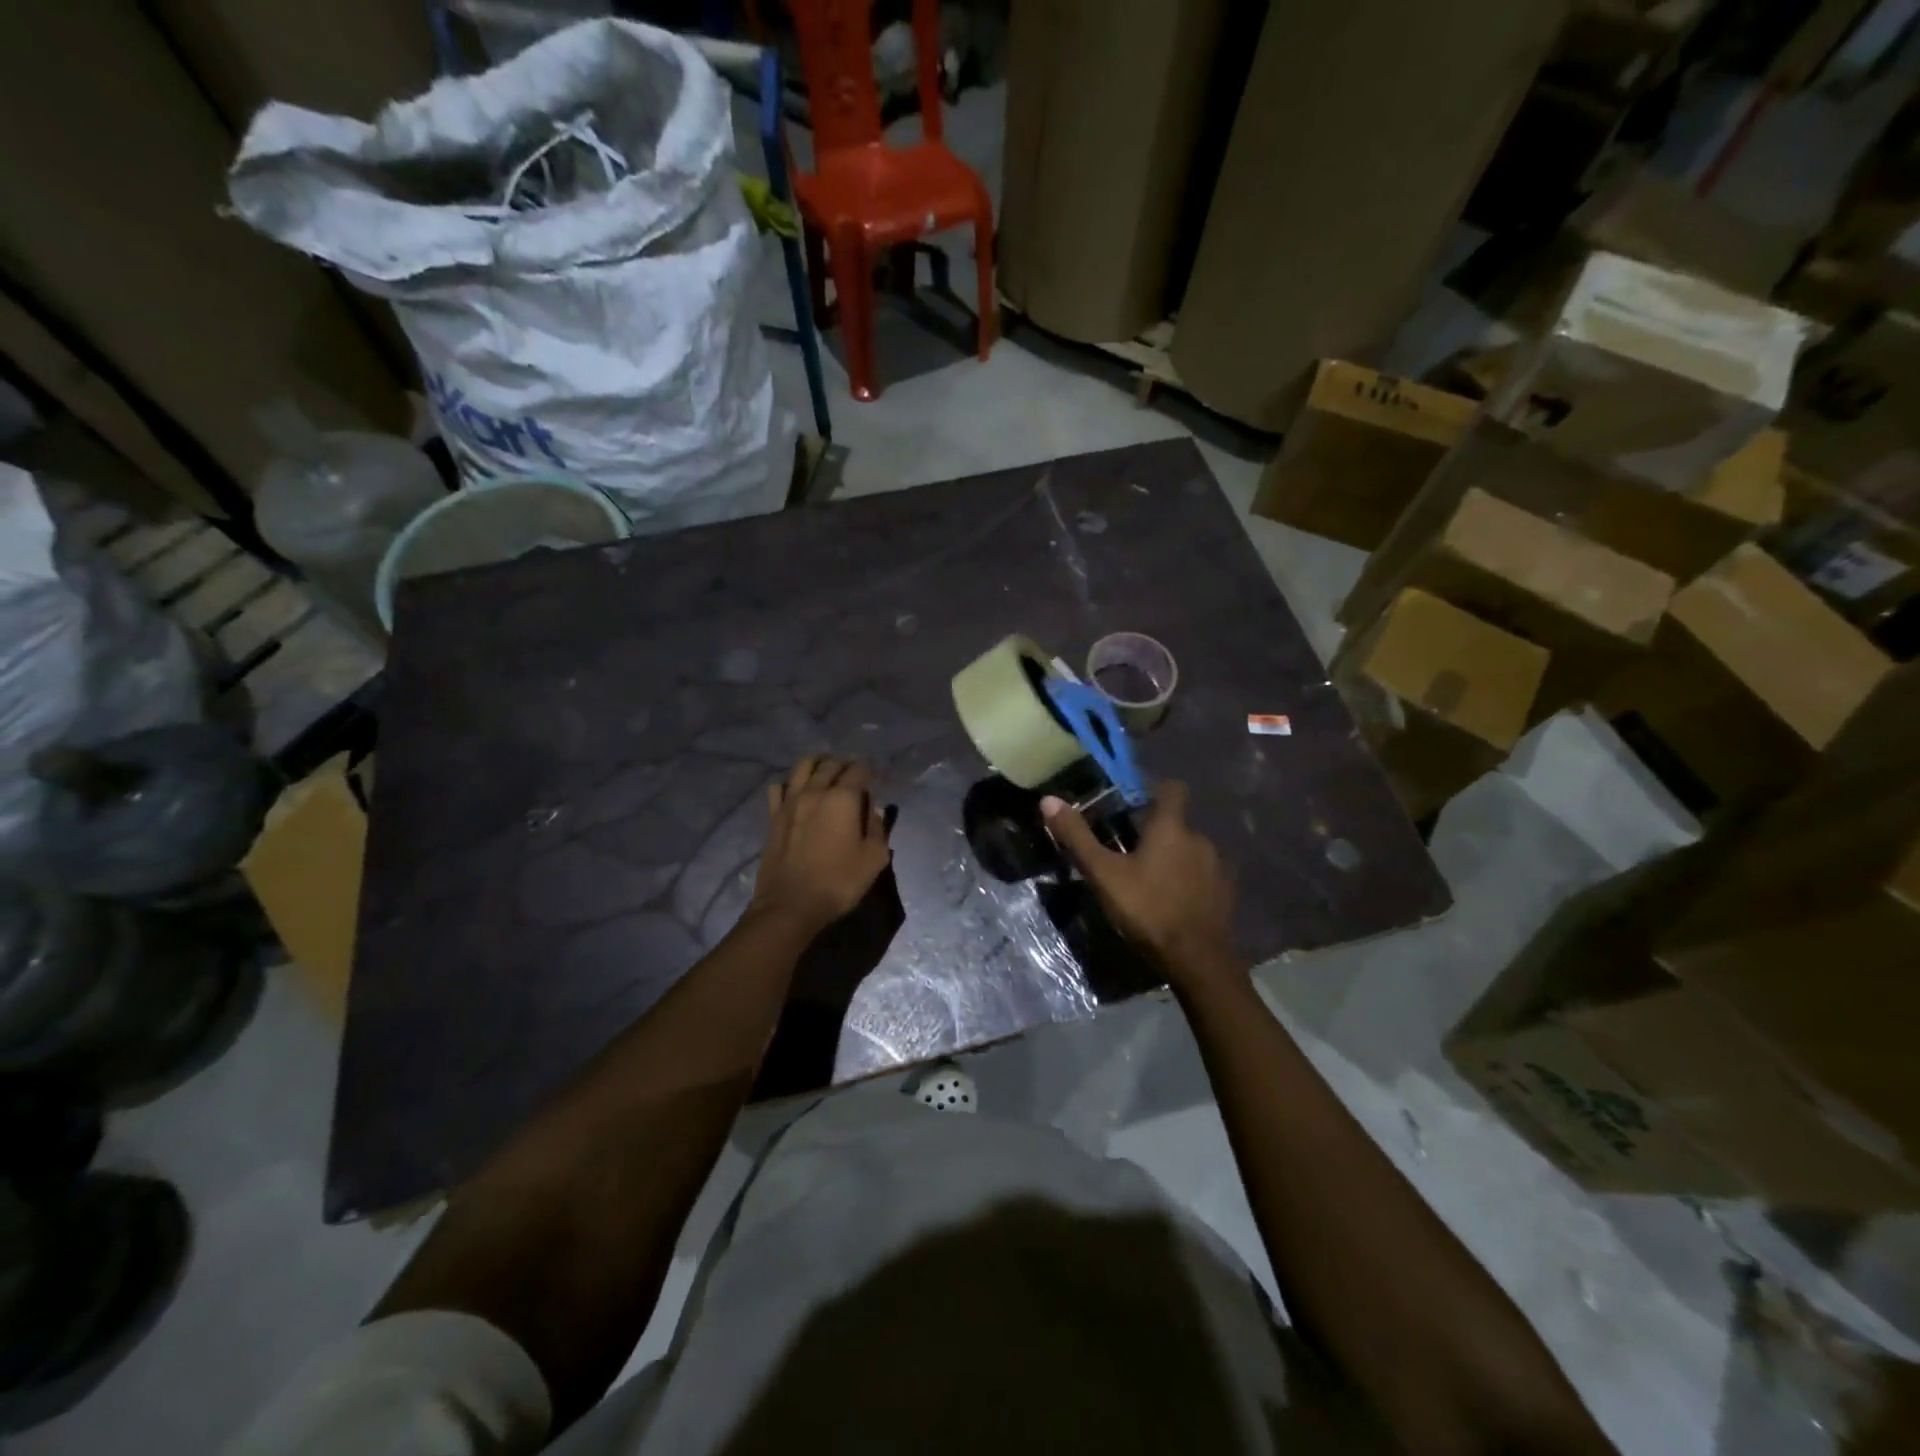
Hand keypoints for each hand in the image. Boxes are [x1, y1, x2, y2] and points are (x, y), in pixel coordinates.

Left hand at [751, 756, 890, 935]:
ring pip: (802, 767)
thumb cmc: (838, 882)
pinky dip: (790, 782)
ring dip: (817, 762)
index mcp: (843, 798)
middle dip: (845, 763)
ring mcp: (790, 802)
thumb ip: (878, 829)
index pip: (859, 770)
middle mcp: (815, 791)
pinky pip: (779, 787)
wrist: (791, 904)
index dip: (869, 769)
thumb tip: (873, 811)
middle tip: (853, 769)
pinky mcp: (773, 816)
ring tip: (825, 767)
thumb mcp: (874, 859)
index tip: (875, 775)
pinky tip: (796, 789)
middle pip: (830, 764)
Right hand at [1040, 782, 1237, 983]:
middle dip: (1156, 832)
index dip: (1154, 790)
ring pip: (1191, 851)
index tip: (1134, 802)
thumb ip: (1077, 837)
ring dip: (1173, 858)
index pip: (1172, 789)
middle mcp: (1200, 839)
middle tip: (1129, 851)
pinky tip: (1172, 901)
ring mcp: (1216, 867)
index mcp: (1171, 827)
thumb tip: (1049, 800)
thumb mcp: (1103, 874)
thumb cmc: (1147, 909)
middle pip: (1177, 824)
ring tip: (1149, 880)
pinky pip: (1203, 876)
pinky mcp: (1225, 893)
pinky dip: (1188, 881)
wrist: (1198, 960)